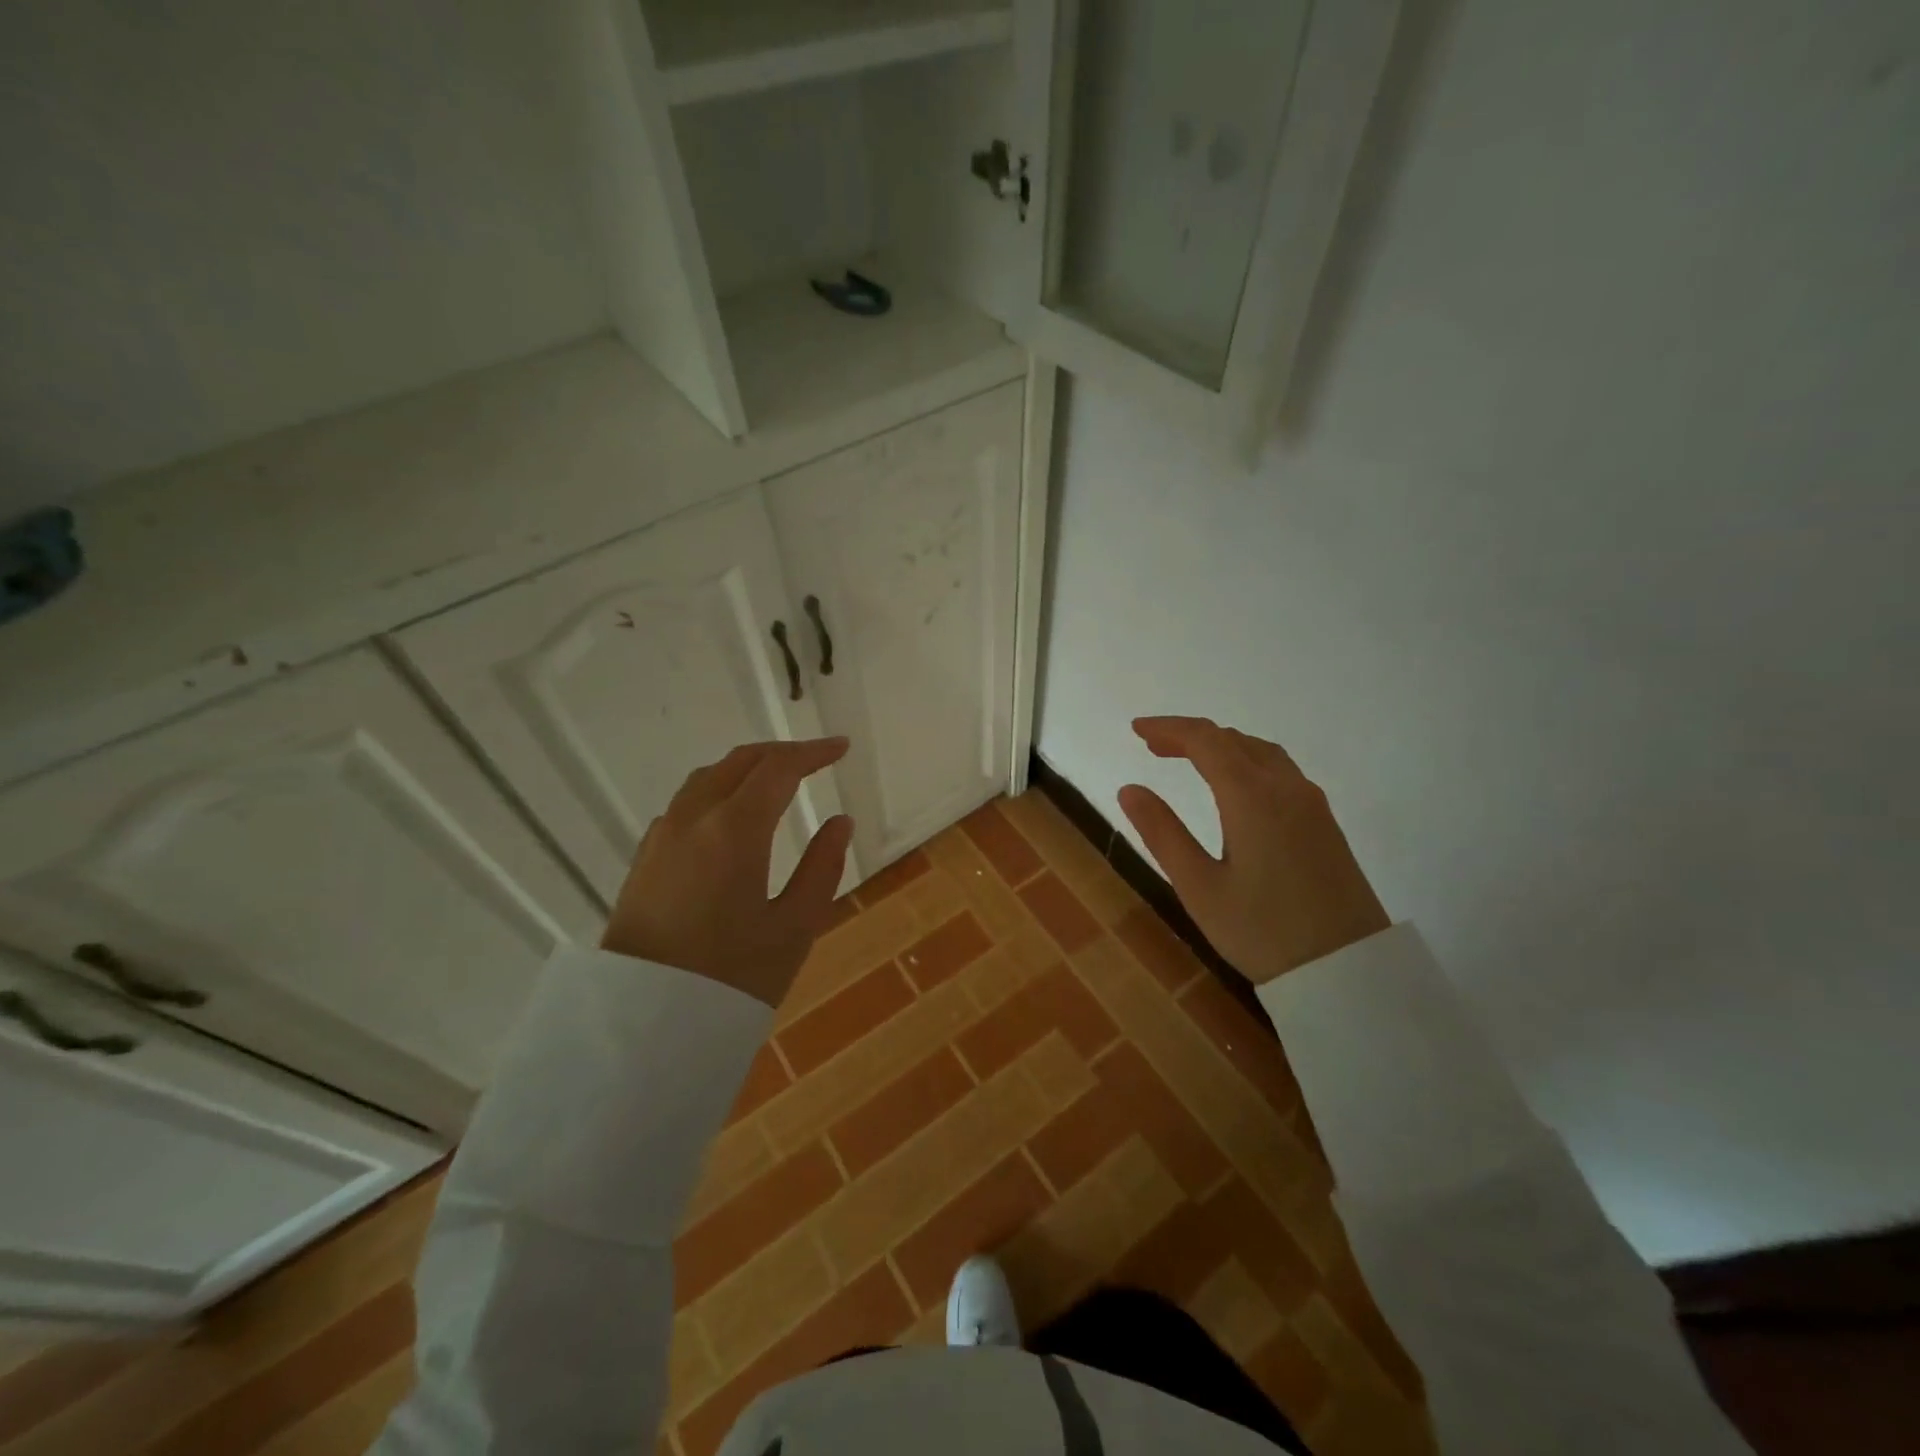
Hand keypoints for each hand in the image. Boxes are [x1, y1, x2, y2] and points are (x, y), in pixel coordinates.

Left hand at [602, 738, 855, 1006]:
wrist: (640, 1025)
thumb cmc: (729, 977)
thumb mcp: (793, 929)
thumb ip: (822, 867)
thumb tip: (839, 823)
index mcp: (735, 829)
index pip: (779, 768)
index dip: (813, 752)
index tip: (841, 748)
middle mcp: (693, 818)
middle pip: (740, 761)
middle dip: (781, 753)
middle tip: (815, 758)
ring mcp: (662, 836)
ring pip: (708, 777)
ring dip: (746, 767)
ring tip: (776, 779)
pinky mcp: (645, 858)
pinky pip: (686, 802)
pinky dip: (718, 789)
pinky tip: (730, 816)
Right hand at [1117, 717, 1387, 984]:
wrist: (1350, 972)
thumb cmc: (1263, 932)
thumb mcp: (1199, 887)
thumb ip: (1163, 833)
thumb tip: (1130, 789)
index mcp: (1252, 797)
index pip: (1205, 740)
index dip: (1168, 728)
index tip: (1136, 729)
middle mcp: (1286, 787)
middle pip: (1234, 739)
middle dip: (1190, 736)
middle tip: (1153, 746)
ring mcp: (1311, 804)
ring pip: (1261, 752)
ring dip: (1221, 746)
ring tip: (1189, 759)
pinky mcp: (1325, 823)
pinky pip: (1280, 770)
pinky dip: (1245, 761)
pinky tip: (1234, 785)